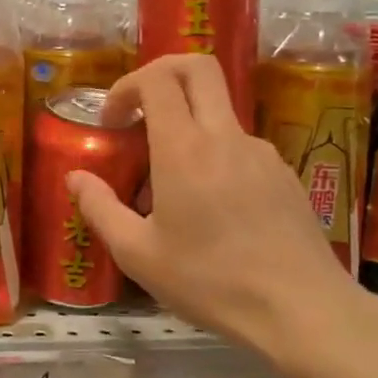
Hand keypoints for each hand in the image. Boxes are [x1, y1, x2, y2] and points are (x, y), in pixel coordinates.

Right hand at [67, 54, 374, 376]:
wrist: (302, 310)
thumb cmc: (210, 282)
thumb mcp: (138, 254)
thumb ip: (100, 209)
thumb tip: (75, 178)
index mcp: (185, 149)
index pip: (157, 79)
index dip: (126, 86)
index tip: (111, 121)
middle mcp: (226, 136)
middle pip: (198, 68)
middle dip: (161, 73)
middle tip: (138, 111)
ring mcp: (261, 153)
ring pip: (218, 112)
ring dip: (186, 126)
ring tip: (169, 188)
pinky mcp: (284, 175)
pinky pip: (239, 148)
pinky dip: (213, 157)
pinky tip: (210, 211)